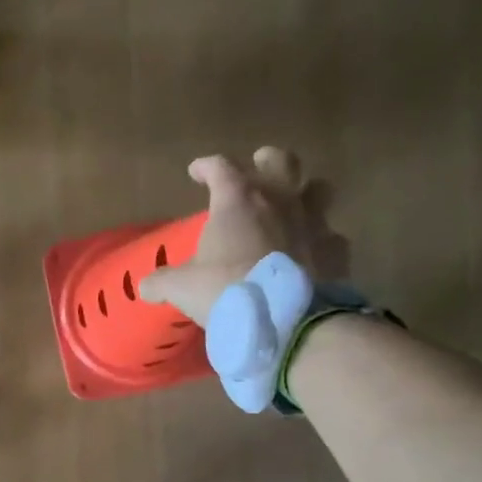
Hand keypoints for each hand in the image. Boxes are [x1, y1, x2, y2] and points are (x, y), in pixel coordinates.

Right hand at [138, 148, 329, 324]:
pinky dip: (321, 242)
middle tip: (256, 168)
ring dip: (304, 193)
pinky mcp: (336, 251)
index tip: (196, 172)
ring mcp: (314, 223)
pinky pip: (332, 237)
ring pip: (318, 189)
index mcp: (238, 200)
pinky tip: (311, 253)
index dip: (206, 166)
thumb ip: (162, 282)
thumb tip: (145, 287)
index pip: (220, 167)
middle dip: (266, 161)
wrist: (285, 320)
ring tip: (291, 206)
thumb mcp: (182, 288)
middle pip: (280, 161)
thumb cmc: (225, 290)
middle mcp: (280, 200)